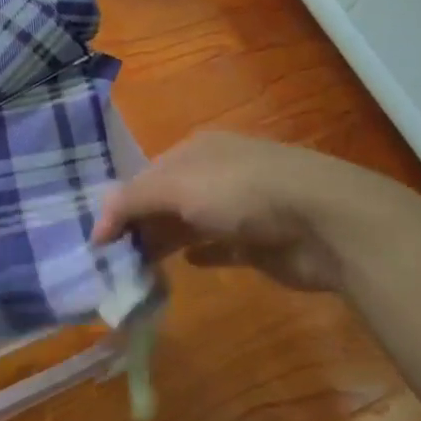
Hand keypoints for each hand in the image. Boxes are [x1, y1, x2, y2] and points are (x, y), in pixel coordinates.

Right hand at [92, 132, 420, 293]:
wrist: (325, 222)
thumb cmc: (241, 192)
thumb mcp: (175, 187)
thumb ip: (132, 202)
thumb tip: (96, 227)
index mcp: (195, 151)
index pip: (145, 175)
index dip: (121, 205)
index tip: (100, 240)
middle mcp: (215, 174)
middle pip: (166, 200)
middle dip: (141, 225)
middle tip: (115, 260)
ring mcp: (240, 208)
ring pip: (190, 225)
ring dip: (165, 243)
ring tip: (137, 269)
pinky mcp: (259, 242)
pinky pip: (220, 248)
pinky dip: (201, 255)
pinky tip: (185, 265)